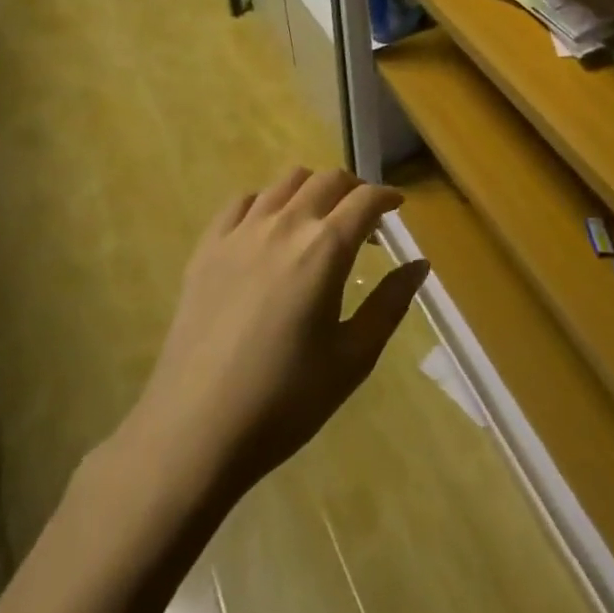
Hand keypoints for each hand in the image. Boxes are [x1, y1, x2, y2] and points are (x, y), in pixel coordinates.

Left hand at [127, 167, 428, 500]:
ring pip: (286, 182)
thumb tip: (420, 265)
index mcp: (325, 249)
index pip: (365, 200)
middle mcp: (285, 225)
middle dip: (354, 188)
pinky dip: (266, 202)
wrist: (194, 432)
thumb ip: (390, 304)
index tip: (397, 207)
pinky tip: (270, 228)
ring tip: (319, 217)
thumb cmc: (284, 401)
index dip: (387, 197)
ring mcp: (241, 233)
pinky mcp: (207, 248)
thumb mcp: (353, 359)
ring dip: (313, 189)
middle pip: (328, 180)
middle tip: (364, 215)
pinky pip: (242, 202)